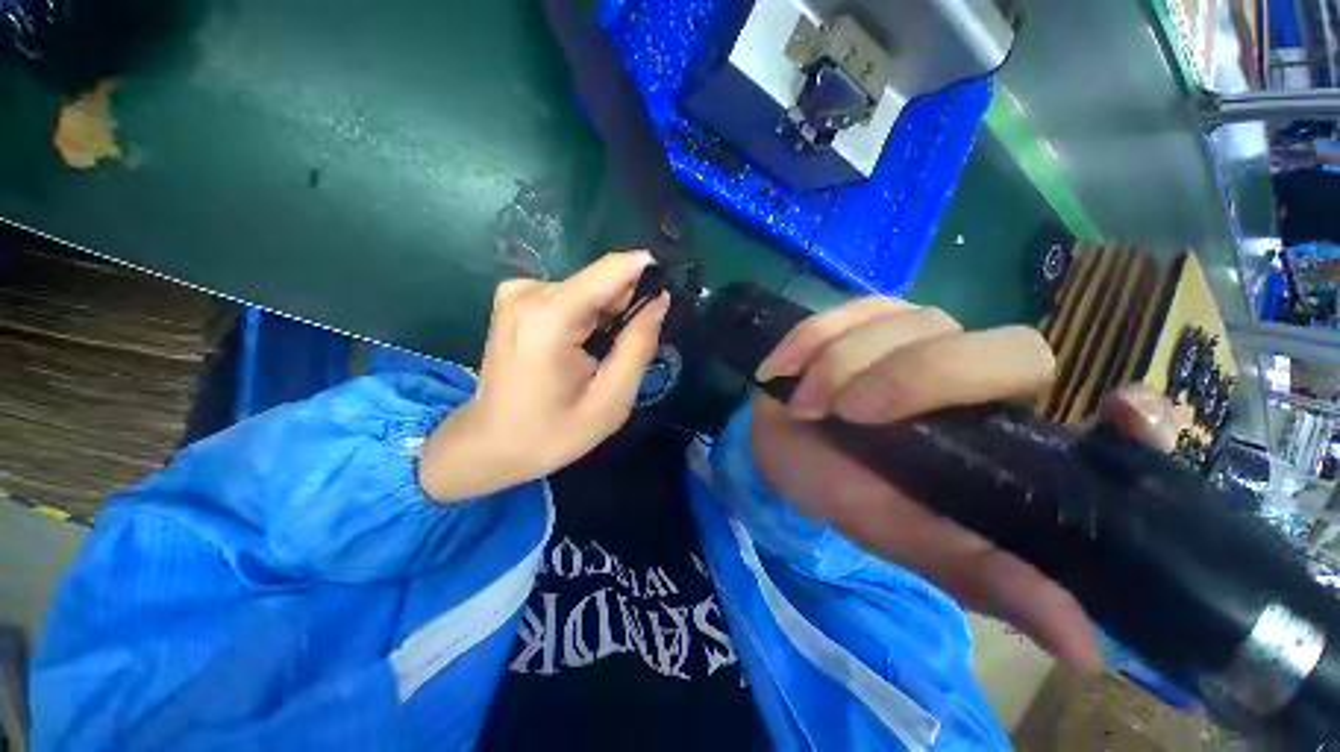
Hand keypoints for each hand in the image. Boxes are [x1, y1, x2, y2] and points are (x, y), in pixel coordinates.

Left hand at [419, 252, 668, 501]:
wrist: (490, 444)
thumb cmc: (552, 432)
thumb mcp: (610, 401)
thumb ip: (638, 346)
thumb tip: (659, 301)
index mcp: (550, 319)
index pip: (611, 270)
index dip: (647, 272)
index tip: (670, 290)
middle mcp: (529, 292)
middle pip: (601, 281)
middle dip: (625, 308)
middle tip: (629, 349)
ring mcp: (517, 292)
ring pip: (588, 289)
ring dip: (606, 316)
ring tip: (600, 356)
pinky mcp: (515, 298)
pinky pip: (571, 295)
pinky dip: (586, 317)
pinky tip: (579, 348)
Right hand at [750, 298, 1176, 674]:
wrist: (781, 447)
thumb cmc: (842, 491)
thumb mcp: (905, 536)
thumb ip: (982, 575)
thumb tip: (1084, 649)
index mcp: (1009, 440)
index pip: (1113, 420)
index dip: (1137, 420)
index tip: (1122, 418)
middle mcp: (984, 376)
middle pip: (1007, 349)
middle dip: (915, 378)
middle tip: (848, 413)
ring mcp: (923, 333)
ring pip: (912, 323)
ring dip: (843, 365)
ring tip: (804, 405)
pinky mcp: (868, 315)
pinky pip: (851, 311)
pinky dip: (810, 340)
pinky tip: (782, 370)